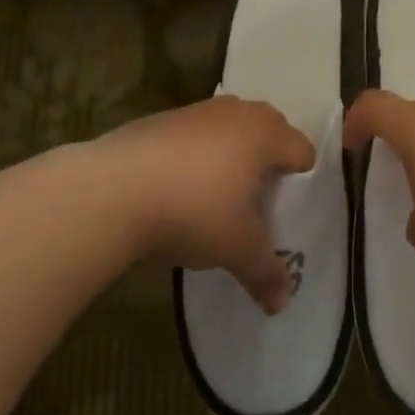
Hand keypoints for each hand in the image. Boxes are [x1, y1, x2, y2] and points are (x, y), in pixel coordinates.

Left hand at [88, 96, 315, 313]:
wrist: (111, 190)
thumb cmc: (194, 210)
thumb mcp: (237, 249)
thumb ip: (266, 273)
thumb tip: (281, 304)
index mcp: (267, 132)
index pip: (303, 153)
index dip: (300, 185)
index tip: (285, 215)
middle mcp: (238, 111)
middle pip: (268, 136)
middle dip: (266, 168)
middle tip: (255, 208)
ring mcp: (197, 110)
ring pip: (229, 134)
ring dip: (229, 161)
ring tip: (214, 202)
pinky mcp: (161, 119)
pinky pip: (194, 138)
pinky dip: (194, 159)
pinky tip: (175, 192)